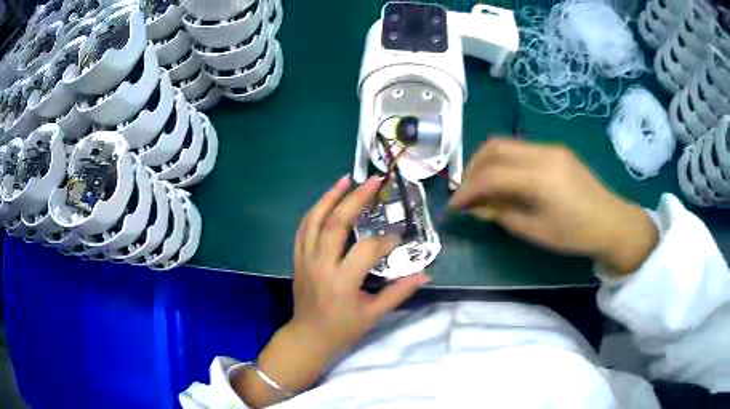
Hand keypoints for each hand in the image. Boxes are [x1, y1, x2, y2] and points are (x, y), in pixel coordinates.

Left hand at [290, 174, 429, 354]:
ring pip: (315, 219)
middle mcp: (321, 265)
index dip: (385, 240)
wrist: (308, 336)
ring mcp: (305, 259)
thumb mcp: (374, 314)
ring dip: (331, 196)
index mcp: (342, 282)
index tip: (397, 238)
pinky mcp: (297, 258)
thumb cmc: (343, 328)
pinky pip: (303, 228)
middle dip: (356, 199)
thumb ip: (400, 292)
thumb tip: (426, 273)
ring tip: (347, 179)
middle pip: (337, 223)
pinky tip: (327, 200)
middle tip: (373, 181)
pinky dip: (315, 211)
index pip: (367, 250)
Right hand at [449, 138, 657, 275]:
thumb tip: (476, 207)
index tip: (453, 206)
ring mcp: (551, 148)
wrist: (613, 222)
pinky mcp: (556, 150)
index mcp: (540, 177)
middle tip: (465, 192)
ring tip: (481, 185)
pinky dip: (505, 162)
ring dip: (487, 162)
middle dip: (472, 168)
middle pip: (493, 147)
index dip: (466, 190)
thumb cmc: (576, 235)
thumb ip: (502, 214)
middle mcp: (543, 153)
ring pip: (506, 144)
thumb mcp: (536, 231)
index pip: (490, 175)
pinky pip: (521, 149)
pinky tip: (505, 180)